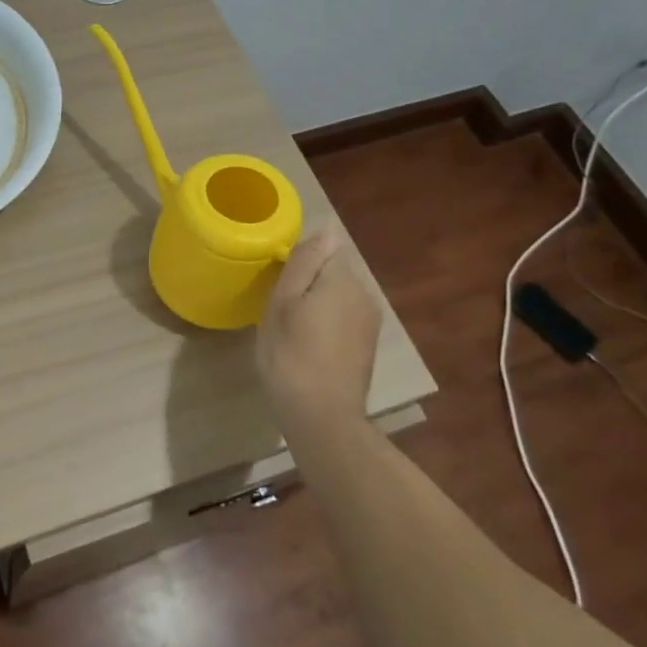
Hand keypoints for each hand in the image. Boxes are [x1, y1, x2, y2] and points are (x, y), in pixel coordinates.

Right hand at [257, 228, 381, 434]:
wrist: (322, 417)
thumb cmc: (291, 355)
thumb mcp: (283, 303)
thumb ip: (304, 262)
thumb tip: (326, 228)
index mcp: (342, 279)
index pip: (324, 249)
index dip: (298, 263)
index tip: (278, 284)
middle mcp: (364, 294)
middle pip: (332, 273)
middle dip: (308, 284)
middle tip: (278, 309)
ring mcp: (369, 322)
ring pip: (337, 297)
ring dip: (316, 305)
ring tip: (291, 330)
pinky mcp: (367, 346)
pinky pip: (343, 319)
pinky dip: (326, 325)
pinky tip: (308, 347)